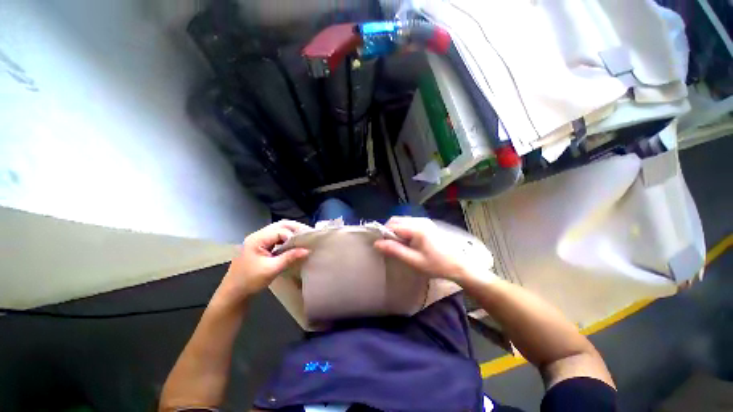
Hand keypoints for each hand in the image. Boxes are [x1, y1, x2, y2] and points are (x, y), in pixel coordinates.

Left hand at [219, 220, 310, 302]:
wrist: (233, 293)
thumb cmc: (250, 281)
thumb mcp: (272, 269)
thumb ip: (290, 257)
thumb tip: (308, 250)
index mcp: (257, 239)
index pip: (280, 231)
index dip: (293, 236)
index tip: (305, 244)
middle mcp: (258, 235)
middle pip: (280, 225)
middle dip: (295, 228)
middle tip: (308, 234)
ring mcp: (258, 240)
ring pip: (279, 230)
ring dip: (291, 232)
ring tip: (304, 238)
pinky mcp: (261, 246)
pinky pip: (276, 237)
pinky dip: (286, 238)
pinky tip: (293, 244)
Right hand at [373, 216, 472, 282]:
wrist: (459, 265)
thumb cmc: (436, 265)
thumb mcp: (414, 261)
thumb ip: (395, 250)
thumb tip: (376, 243)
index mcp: (416, 228)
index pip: (392, 226)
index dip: (384, 235)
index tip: (383, 247)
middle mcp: (419, 220)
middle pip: (395, 220)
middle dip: (388, 231)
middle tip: (390, 246)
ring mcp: (424, 221)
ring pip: (401, 221)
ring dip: (395, 230)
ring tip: (398, 245)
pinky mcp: (426, 224)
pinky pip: (408, 223)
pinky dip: (403, 230)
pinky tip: (407, 241)